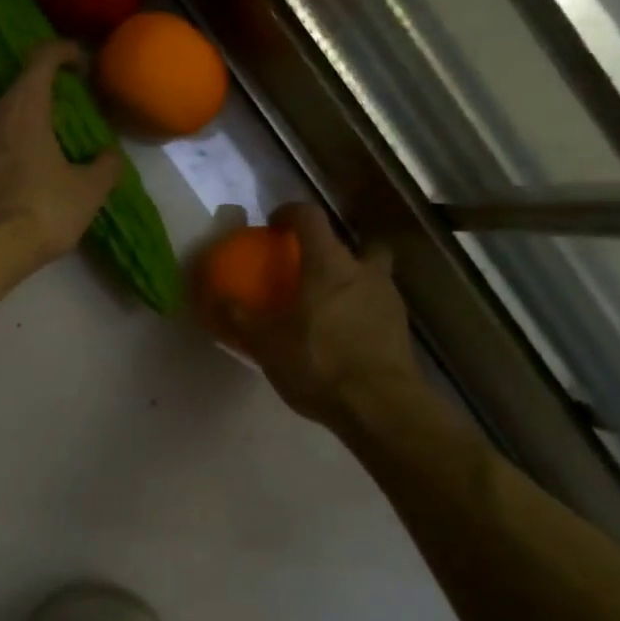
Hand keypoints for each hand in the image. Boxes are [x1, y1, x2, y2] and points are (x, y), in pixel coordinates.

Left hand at [0, 42, 121, 269]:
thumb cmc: (42, 209)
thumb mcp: (88, 191)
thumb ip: (104, 168)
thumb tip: (109, 157)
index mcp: (22, 107)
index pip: (40, 60)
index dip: (60, 52)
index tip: (76, 61)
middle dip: (5, 87)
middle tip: (28, 106)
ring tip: (17, 143)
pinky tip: (4, 174)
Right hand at [222, 204, 423, 426]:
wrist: (381, 407)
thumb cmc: (319, 363)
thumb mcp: (267, 344)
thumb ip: (240, 318)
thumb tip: (218, 298)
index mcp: (329, 264)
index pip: (311, 217)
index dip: (291, 213)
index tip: (275, 224)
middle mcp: (364, 271)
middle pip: (356, 243)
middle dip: (336, 250)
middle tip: (313, 269)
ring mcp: (389, 299)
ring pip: (373, 275)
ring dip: (354, 282)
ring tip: (329, 308)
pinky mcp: (401, 330)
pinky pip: (379, 307)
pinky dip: (363, 312)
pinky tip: (346, 337)